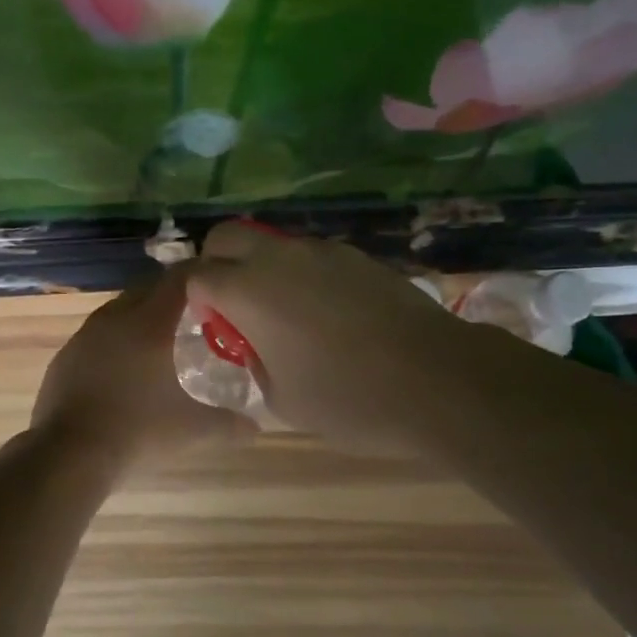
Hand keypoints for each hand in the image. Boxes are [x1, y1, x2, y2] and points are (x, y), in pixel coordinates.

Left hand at [31, 267, 258, 465]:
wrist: (70, 453)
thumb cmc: (138, 430)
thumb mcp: (191, 429)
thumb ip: (227, 424)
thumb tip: (256, 427)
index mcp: (149, 324)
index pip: (179, 280)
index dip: (198, 275)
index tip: (216, 281)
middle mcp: (116, 318)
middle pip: (148, 289)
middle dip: (170, 295)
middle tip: (193, 311)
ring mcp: (86, 335)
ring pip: (118, 310)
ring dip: (139, 315)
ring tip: (158, 338)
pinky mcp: (66, 355)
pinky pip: (96, 334)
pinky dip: (113, 339)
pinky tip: (121, 365)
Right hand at [186, 222, 466, 447]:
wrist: (438, 379)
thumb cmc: (350, 399)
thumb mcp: (284, 400)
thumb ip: (256, 364)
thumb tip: (256, 345)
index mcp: (247, 291)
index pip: (198, 274)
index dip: (197, 298)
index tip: (213, 323)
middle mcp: (277, 258)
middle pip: (227, 236)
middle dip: (218, 262)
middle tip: (234, 303)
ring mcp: (320, 251)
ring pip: (272, 244)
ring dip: (264, 267)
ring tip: (289, 312)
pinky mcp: (356, 256)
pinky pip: (312, 256)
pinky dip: (304, 275)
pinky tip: (330, 313)